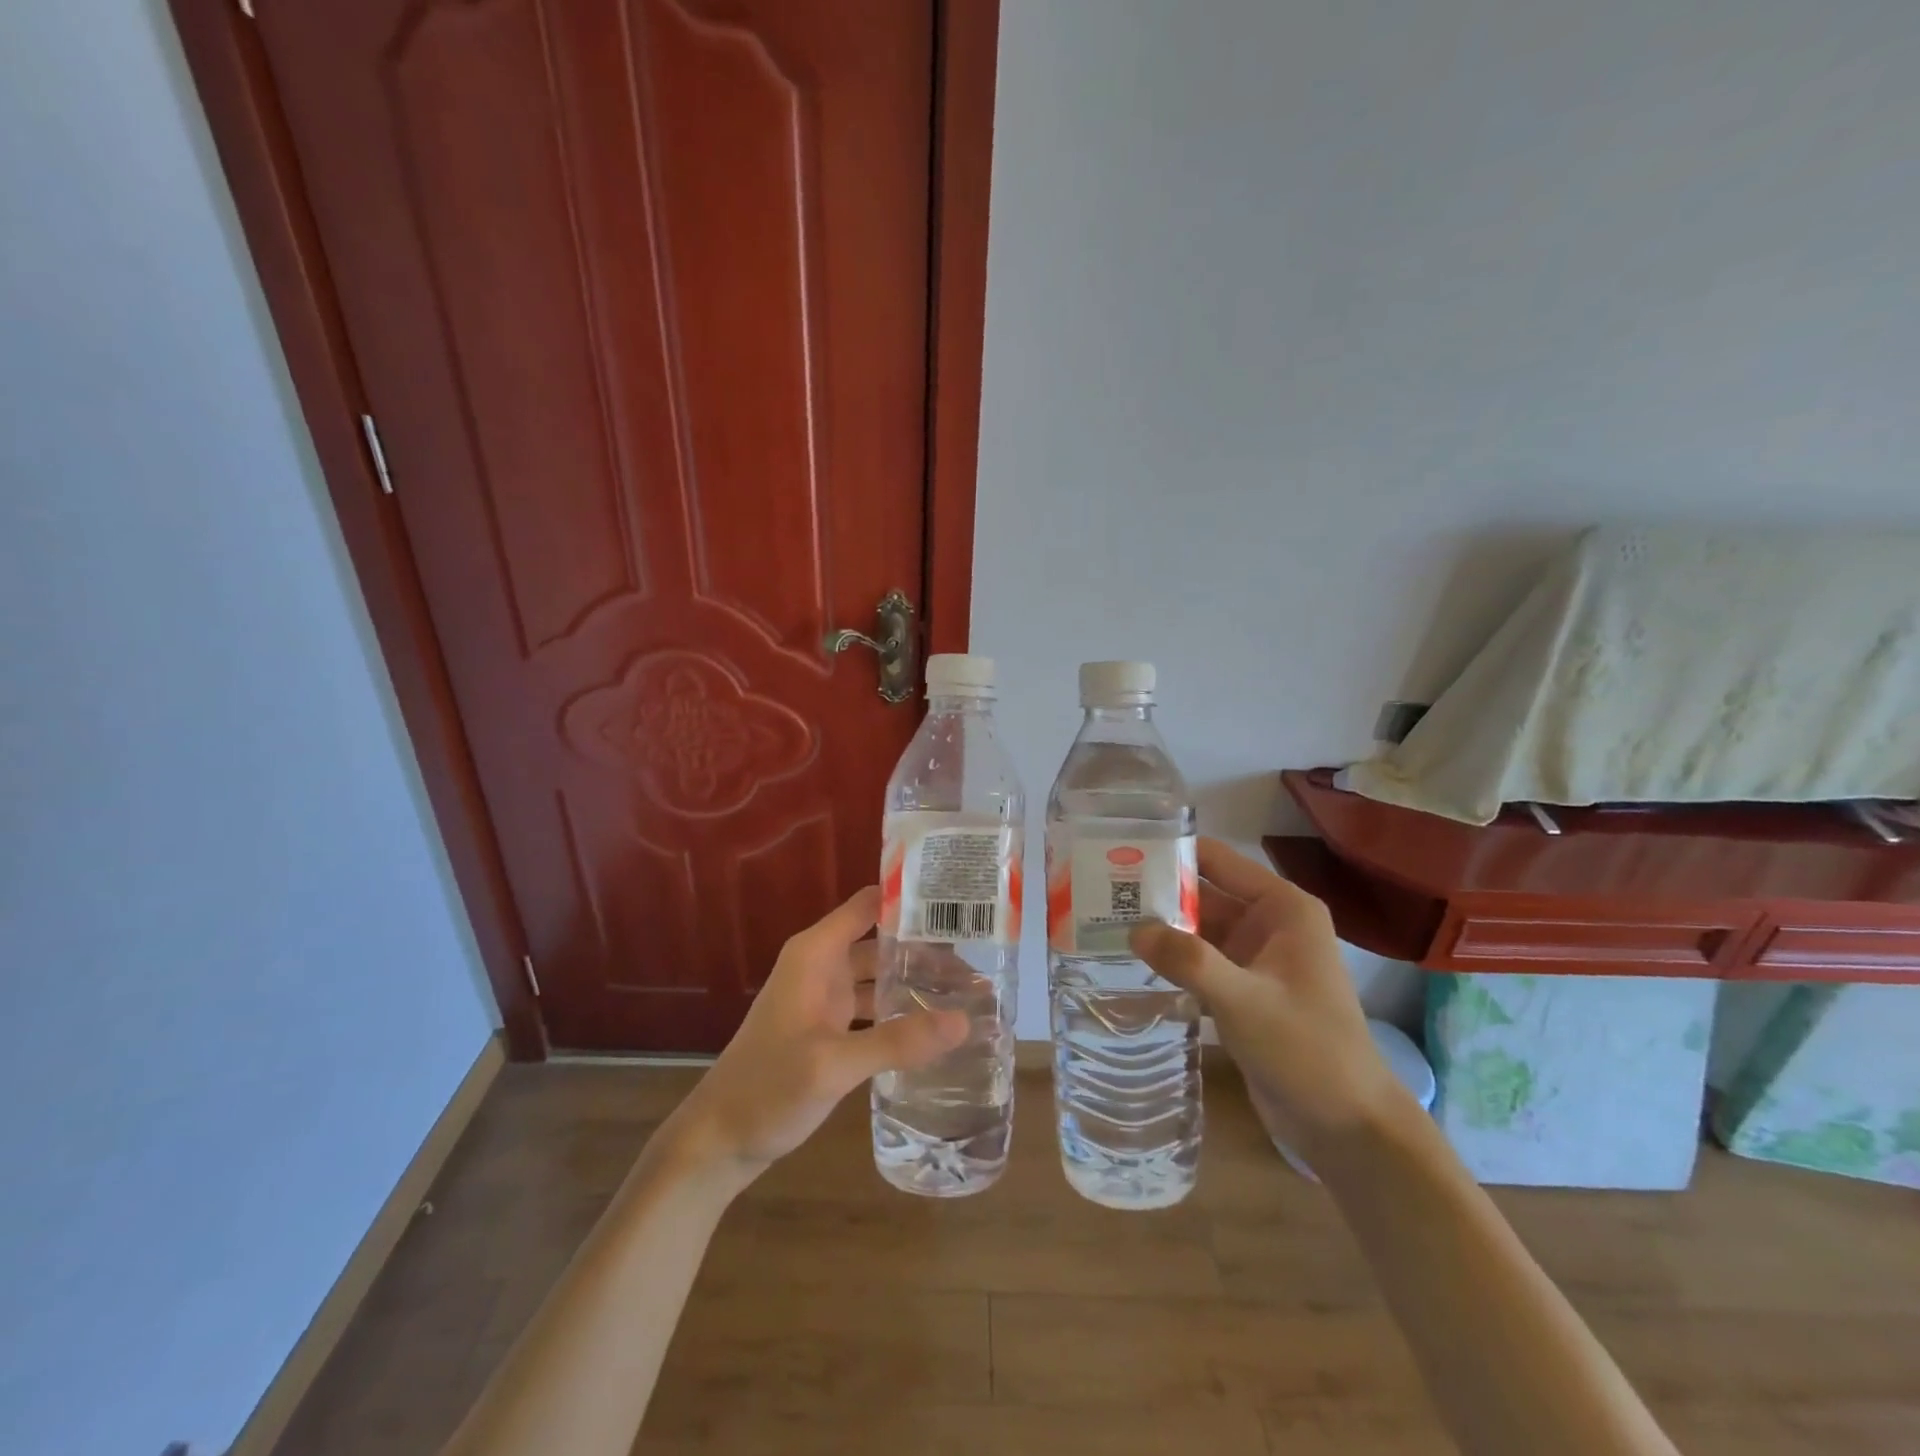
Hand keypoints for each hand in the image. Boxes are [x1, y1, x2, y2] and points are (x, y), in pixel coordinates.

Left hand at [657, 886, 968, 1190]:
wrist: (718, 1142)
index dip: (911, 899)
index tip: (960, 905)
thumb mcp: (833, 1065)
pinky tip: (935, 1028)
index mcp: (816, 954)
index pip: (870, 904)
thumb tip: (963, 1021)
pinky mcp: (829, 1030)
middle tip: (982, 961)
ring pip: (881, 976)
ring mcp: (825, 999)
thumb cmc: (767, 1089)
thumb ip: (897, 1041)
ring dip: (918, 982)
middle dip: (927, 949)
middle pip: (883, 942)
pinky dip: (902, 1012)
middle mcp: (822, 966)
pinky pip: (874, 1008)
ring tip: (969, 994)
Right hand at [1130, 838, 1403, 1156]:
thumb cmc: (1308, 1051)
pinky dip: (1170, 962)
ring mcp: (1254, 959)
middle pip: (1201, 895)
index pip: (1216, 860)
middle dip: (1154, 893)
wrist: (1349, 1128)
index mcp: (1281, 908)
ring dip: (1158, 930)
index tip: (1119, 854)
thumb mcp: (1245, 1001)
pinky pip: (1199, 963)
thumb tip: (1133, 930)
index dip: (1170, 853)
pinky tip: (1130, 965)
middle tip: (1098, 892)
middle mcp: (1267, 924)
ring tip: (1101, 923)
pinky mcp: (1242, 991)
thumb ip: (1189, 961)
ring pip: (1196, 931)